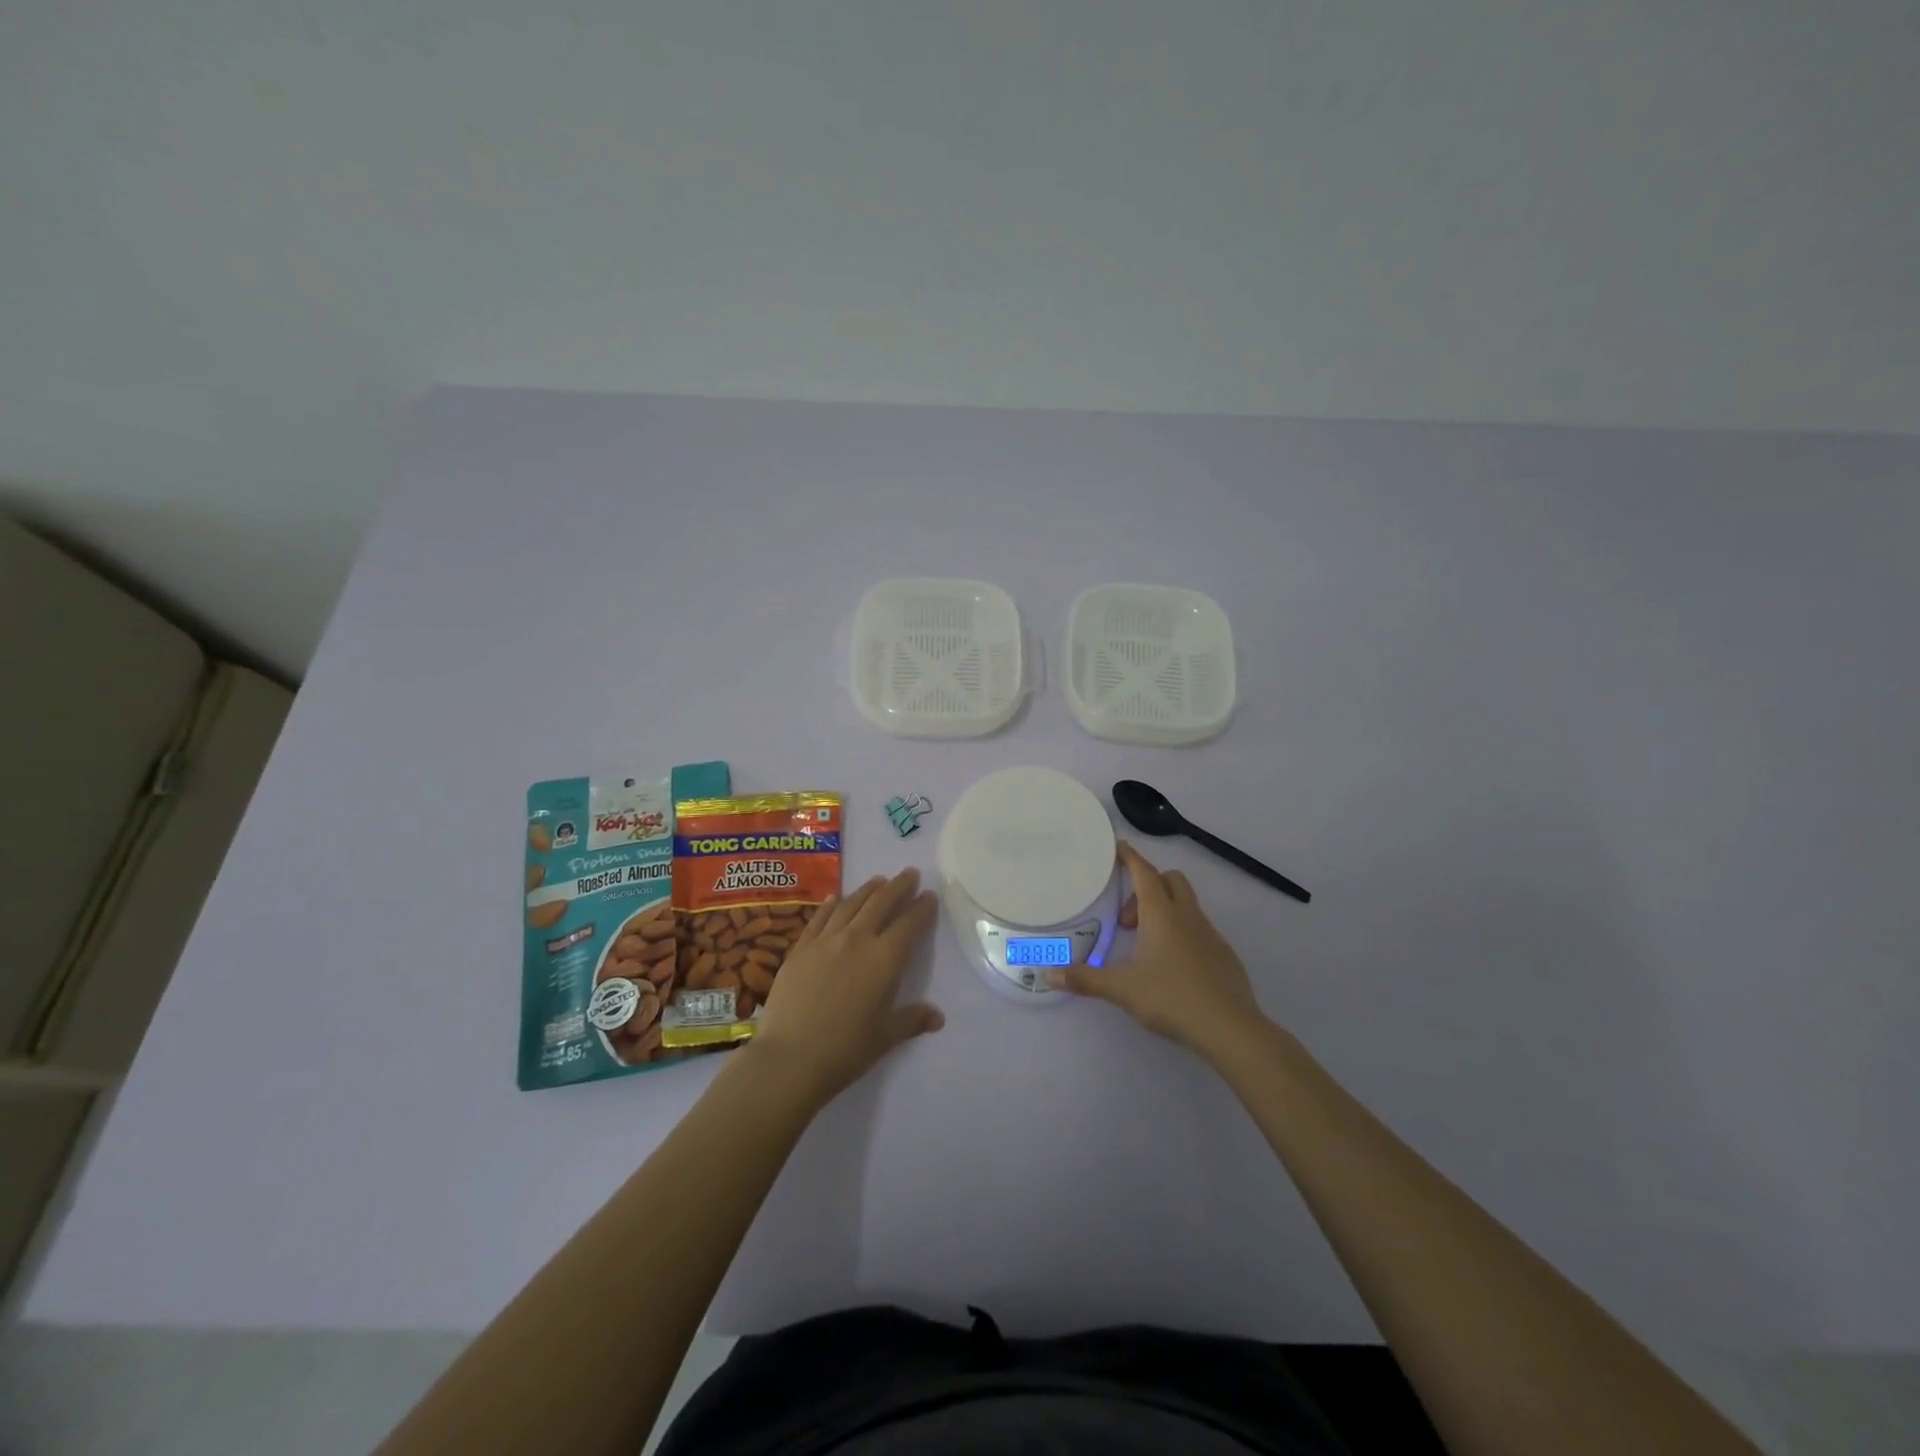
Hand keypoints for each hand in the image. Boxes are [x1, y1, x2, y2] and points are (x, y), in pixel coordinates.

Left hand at [746, 869, 943, 1106]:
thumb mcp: (886, 1037)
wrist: (790, 1057)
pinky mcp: (800, 948)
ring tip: (878, 880)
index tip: (929, 896)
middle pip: (881, 903)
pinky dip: (831, 904)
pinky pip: (819, 917)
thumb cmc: (846, 1050)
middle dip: (898, 886)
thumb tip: (938, 1017)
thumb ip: (912, 1020)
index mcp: (885, 959)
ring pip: (851, 904)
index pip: (910, 924)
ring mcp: (826, 940)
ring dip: (868, 889)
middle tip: (909, 873)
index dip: (922, 908)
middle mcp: (858, 939)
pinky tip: (835, 897)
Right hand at [1049, 841, 1264, 1060]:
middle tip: (1127, 920)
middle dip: (1147, 887)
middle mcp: (1187, 916)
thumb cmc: (1172, 998)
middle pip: (1170, 881)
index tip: (1117, 847)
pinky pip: (1199, 930)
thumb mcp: (1122, 989)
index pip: (1144, 872)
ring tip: (1144, 947)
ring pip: (1186, 905)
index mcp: (1162, 915)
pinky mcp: (1224, 955)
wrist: (1230, 1028)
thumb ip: (1086, 980)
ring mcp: (1210, 934)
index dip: (1129, 857)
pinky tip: (1171, 968)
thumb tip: (1049, 974)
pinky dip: (1181, 935)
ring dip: (1163, 912)